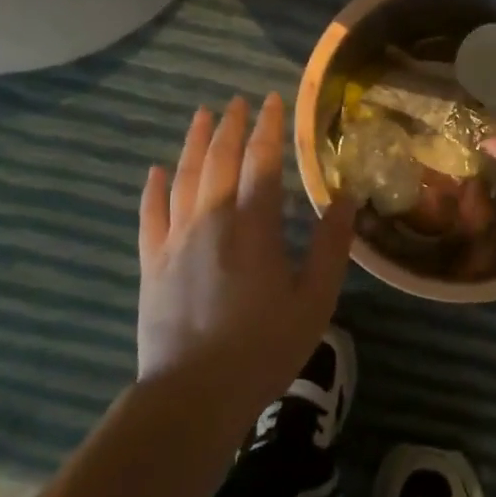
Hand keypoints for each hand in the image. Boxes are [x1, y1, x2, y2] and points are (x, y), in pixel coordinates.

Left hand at [137, 94, 357, 414]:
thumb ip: (330, 247)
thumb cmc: (262, 348)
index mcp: (253, 226)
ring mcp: (176, 240)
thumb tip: (344, 199)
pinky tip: (155, 170)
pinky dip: (153, 188)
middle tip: (238, 101)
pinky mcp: (152, 263)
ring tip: (202, 116)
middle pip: (219, 160)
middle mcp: (211, 220)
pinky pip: (150, 214)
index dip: (269, 128)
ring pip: (183, 177)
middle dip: (231, 126)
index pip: (261, 161)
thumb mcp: (314, 301)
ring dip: (193, 143)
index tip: (273, 101)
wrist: (193, 395)